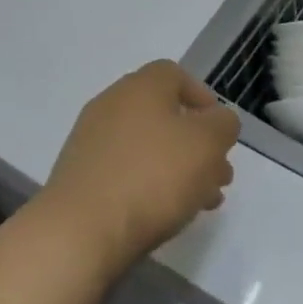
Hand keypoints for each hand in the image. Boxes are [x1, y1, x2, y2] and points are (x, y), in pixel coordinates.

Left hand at [38, 61, 238, 277]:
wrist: (81, 229)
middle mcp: (112, 104)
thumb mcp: (207, 144)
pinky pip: (124, 171)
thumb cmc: (153, 176)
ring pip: (146, 146)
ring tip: (200, 203)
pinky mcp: (80, 175)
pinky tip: (164, 214)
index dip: (203, 98)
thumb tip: (218, 120)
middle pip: (163, 114)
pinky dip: (148, 184)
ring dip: (177, 168)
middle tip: (219, 176)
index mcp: (141, 86)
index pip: (175, 75)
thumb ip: (222, 125)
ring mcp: (91, 140)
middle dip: (196, 144)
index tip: (220, 131)